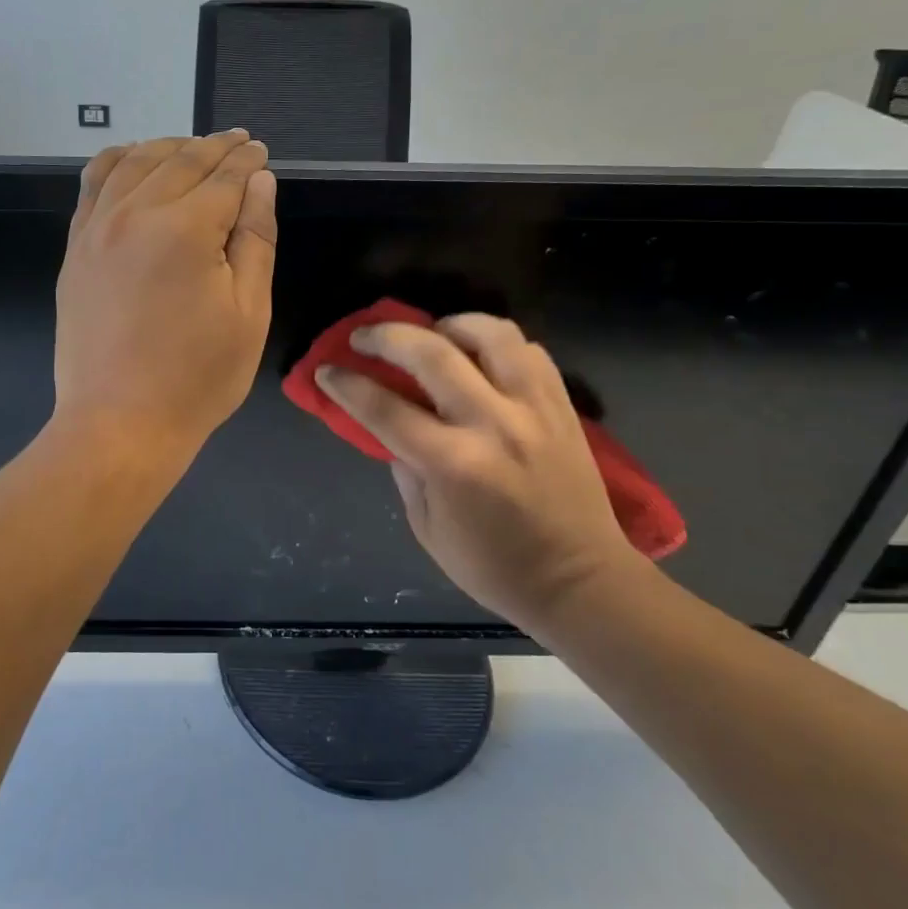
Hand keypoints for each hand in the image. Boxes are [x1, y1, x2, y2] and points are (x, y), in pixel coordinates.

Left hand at [53, 132, 277, 463]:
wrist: (119, 422)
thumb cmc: (197, 377)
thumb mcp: (248, 313)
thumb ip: (255, 240)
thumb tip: (259, 181)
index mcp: (186, 230)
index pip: (225, 177)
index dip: (248, 161)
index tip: (260, 151)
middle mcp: (136, 214)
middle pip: (181, 161)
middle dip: (215, 147)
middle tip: (238, 142)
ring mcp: (97, 228)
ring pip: (135, 162)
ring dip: (169, 146)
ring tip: (193, 147)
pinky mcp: (75, 247)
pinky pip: (92, 184)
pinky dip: (117, 161)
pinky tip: (133, 159)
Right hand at [318, 314, 638, 630]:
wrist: (580, 583)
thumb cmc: (494, 566)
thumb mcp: (427, 528)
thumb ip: (406, 471)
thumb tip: (395, 428)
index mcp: (452, 464)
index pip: (384, 407)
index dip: (347, 384)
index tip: (327, 370)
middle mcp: (493, 424)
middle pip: (431, 353)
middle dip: (386, 337)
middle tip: (363, 337)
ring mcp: (533, 409)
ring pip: (490, 335)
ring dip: (449, 325)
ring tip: (432, 334)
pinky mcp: (561, 406)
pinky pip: (528, 351)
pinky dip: (496, 343)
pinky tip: (479, 356)